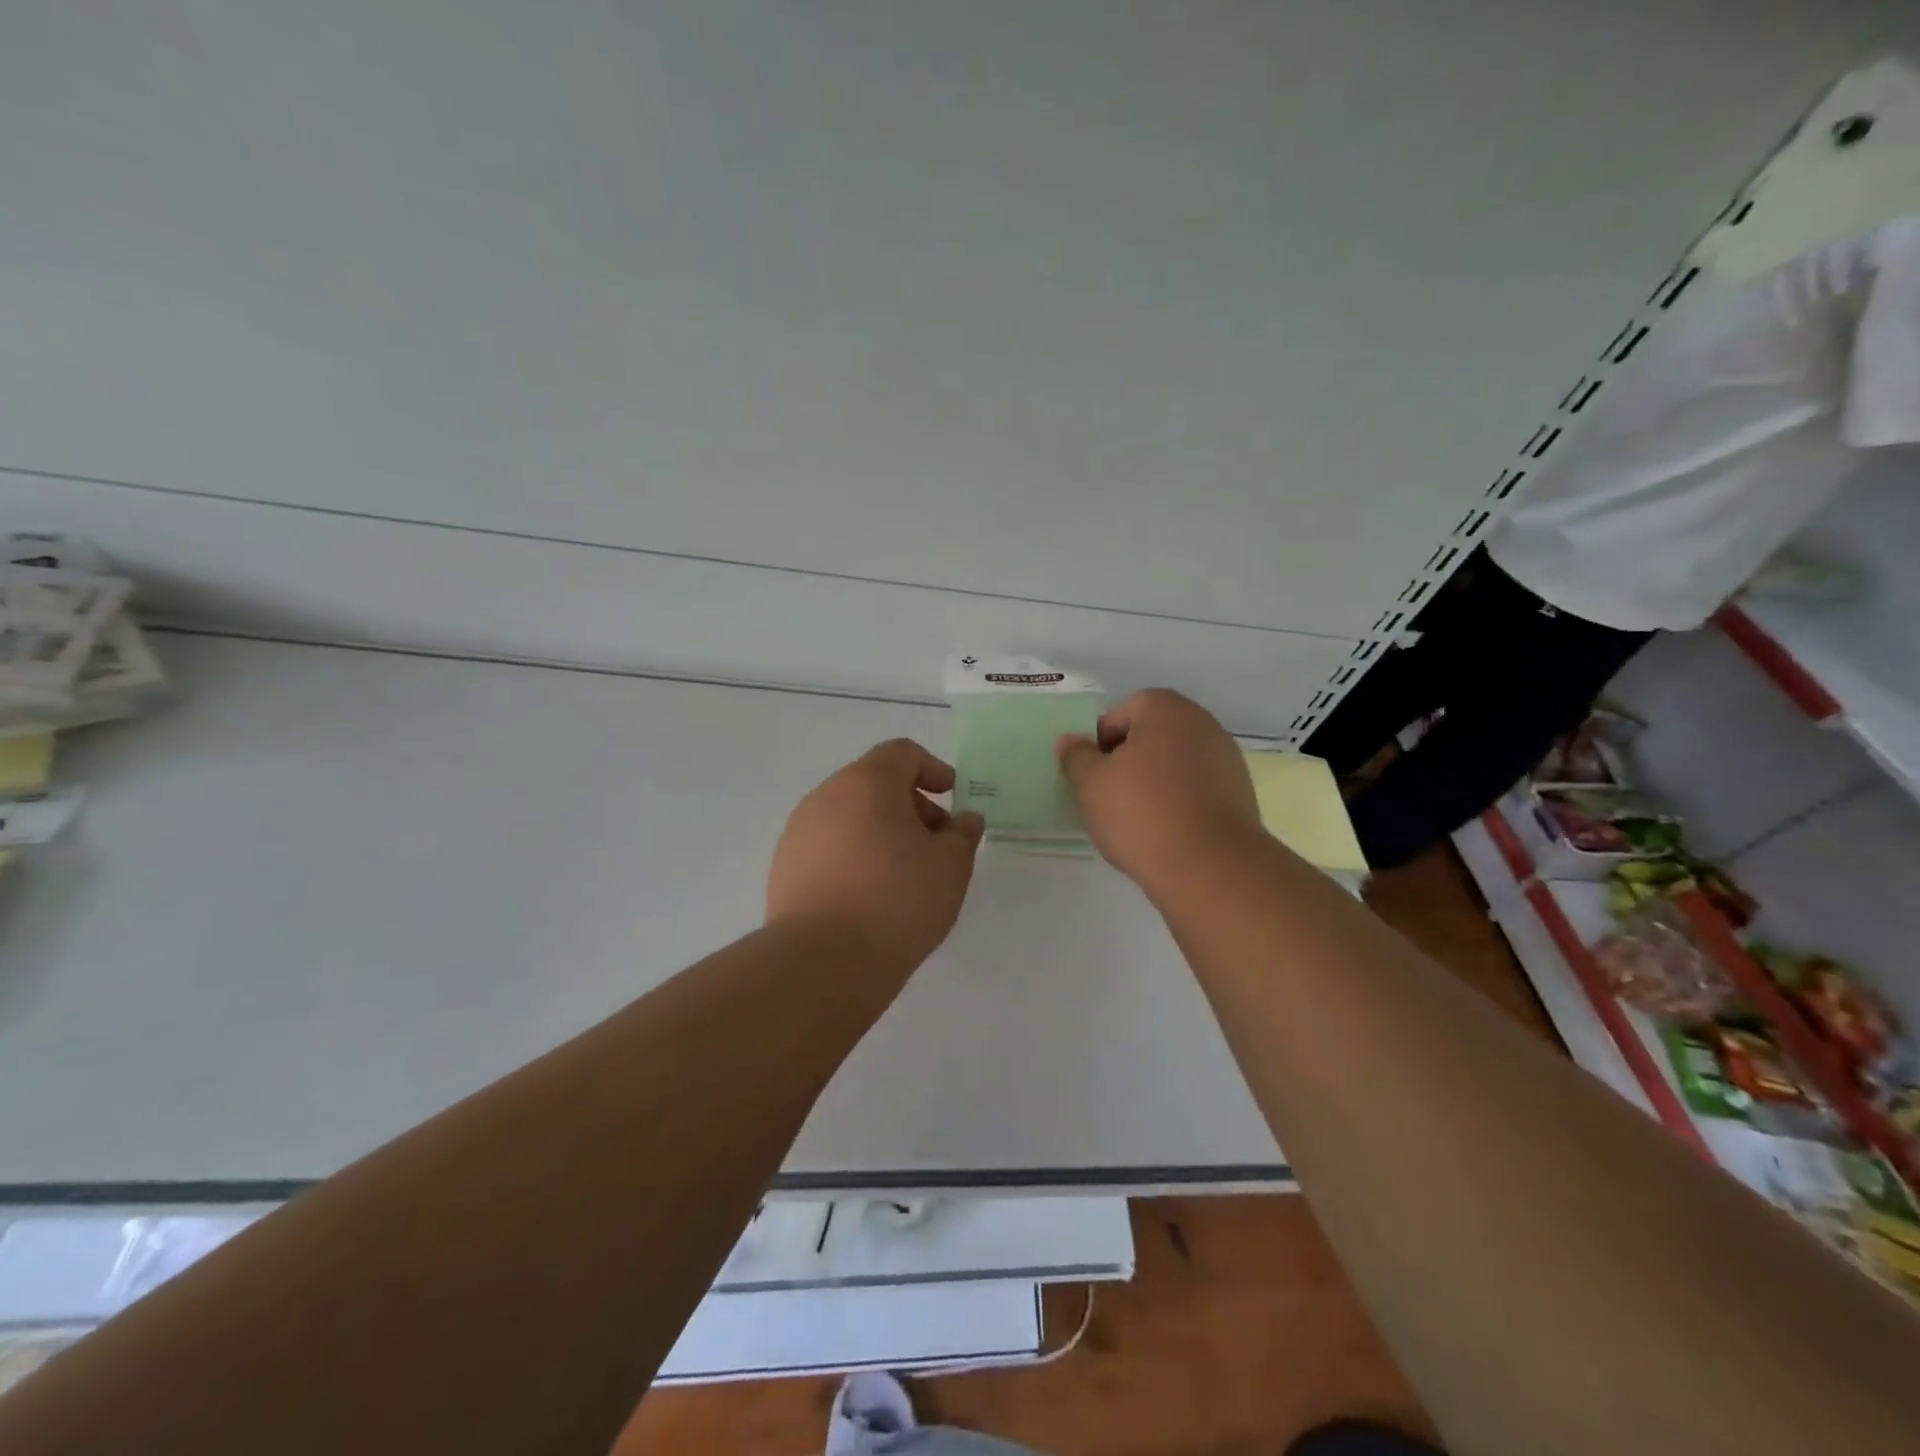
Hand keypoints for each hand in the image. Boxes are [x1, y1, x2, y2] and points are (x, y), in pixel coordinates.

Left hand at [767, 739, 985, 967]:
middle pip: (874, 784)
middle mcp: (826, 796)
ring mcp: (799, 832)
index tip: (951, 796)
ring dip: (880, 832)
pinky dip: (854, 856)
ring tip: (904, 874)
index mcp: (866, 782)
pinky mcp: (784, 868)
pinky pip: (828, 847)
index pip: (901, 753)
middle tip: (935, 843)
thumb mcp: (950, 866)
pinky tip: (869, 895)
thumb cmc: (896, 900)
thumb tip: (964, 820)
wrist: (822, 962)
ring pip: (849, 816)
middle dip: (910, 805)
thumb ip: (962, 834)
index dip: (932, 768)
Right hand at [1056, 689, 1265, 896]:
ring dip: (1154, 782)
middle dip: (1128, 761)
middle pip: (1151, 736)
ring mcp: (1226, 758)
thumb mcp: (1090, 783)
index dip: (1101, 742)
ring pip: (1175, 763)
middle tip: (1109, 795)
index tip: (1092, 775)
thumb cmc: (1141, 813)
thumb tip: (1070, 740)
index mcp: (1166, 709)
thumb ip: (1076, 756)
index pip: (1122, 713)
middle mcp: (1202, 723)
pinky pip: (1196, 788)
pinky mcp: (1239, 793)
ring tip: (1136, 819)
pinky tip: (1165, 831)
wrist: (1209, 867)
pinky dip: (1179, 801)